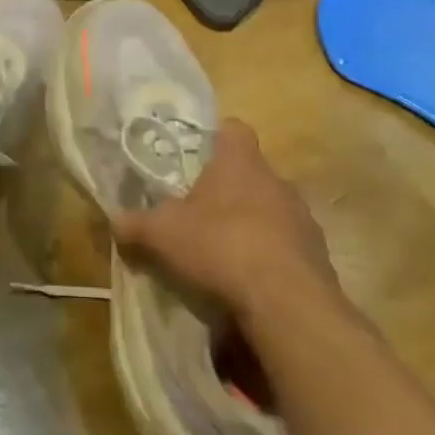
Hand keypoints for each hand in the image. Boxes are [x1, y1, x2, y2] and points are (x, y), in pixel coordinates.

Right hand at [113, 118, 334, 314]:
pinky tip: (246, 282)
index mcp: (241, 163)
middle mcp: (277, 182)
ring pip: (271, 211)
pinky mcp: (318, 258)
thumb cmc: (219, 247)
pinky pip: (286, 247)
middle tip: (197, 212)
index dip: (214, 137)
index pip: (234, 129)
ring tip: (221, 253)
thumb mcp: (160, 234)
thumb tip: (115, 222)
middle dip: (226, 190)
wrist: (286, 304)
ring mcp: (303, 220)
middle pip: (251, 174)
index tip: (195, 155)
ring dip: (250, 225)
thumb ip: (134, 224)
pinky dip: (268, 258)